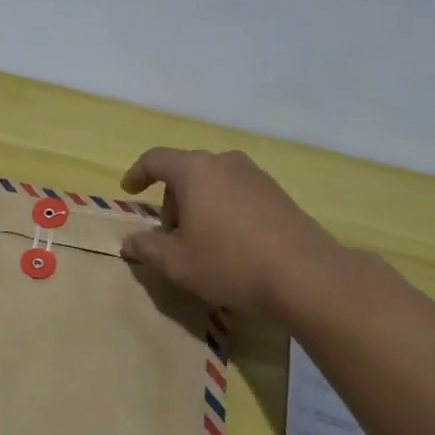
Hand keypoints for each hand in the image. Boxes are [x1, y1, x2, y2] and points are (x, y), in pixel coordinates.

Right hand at [118, 148, 341, 315]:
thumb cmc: (230, 262)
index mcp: (195, 170)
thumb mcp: (177, 263)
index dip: (137, 174)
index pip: (155, 159)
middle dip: (171, 201)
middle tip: (171, 238)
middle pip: (185, 172)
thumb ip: (147, 248)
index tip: (128, 191)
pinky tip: (231, 245)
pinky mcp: (277, 192)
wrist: (306, 275)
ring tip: (202, 244)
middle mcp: (225, 162)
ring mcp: (255, 175)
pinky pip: (236, 193)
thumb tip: (129, 241)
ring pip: (213, 183)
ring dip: (198, 207)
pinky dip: (223, 210)